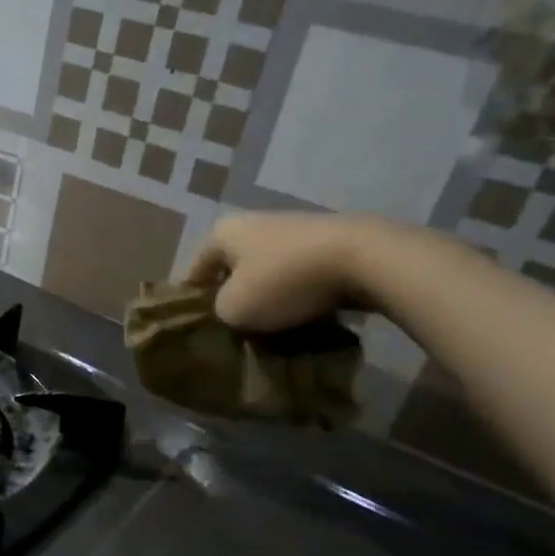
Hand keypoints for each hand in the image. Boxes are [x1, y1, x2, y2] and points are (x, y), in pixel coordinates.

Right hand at [183, 212, 382, 332]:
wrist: (363, 259)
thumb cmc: (282, 281)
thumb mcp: (233, 309)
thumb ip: (218, 312)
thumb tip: (229, 311)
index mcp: (222, 232)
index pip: (194, 271)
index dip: (191, 302)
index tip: (197, 330)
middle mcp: (254, 223)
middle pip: (232, 270)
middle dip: (233, 299)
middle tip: (233, 332)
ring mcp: (294, 230)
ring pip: (267, 273)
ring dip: (266, 299)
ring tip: (269, 331)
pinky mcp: (327, 243)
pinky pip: (299, 276)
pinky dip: (296, 295)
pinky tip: (302, 318)